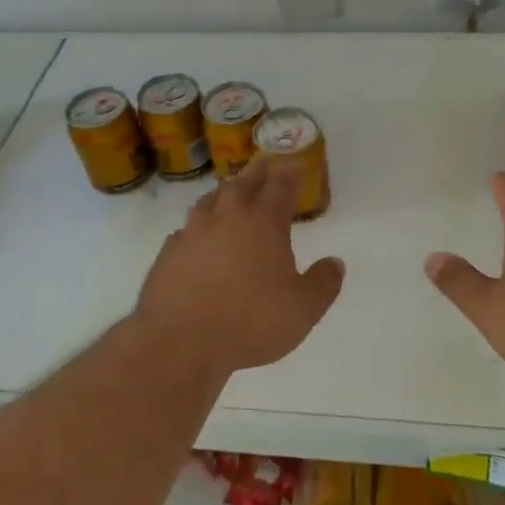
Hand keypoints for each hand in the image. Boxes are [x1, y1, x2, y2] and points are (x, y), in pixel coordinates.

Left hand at [134, 160, 344, 378]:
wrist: (180, 341)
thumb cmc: (250, 322)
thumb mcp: (303, 309)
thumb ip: (323, 284)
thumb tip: (335, 263)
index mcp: (263, 222)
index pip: (280, 186)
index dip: (291, 172)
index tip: (295, 163)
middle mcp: (227, 217)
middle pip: (244, 183)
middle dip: (258, 172)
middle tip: (266, 165)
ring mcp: (193, 232)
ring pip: (211, 200)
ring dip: (226, 192)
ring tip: (233, 194)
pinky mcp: (169, 252)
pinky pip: (188, 229)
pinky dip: (200, 226)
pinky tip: (200, 237)